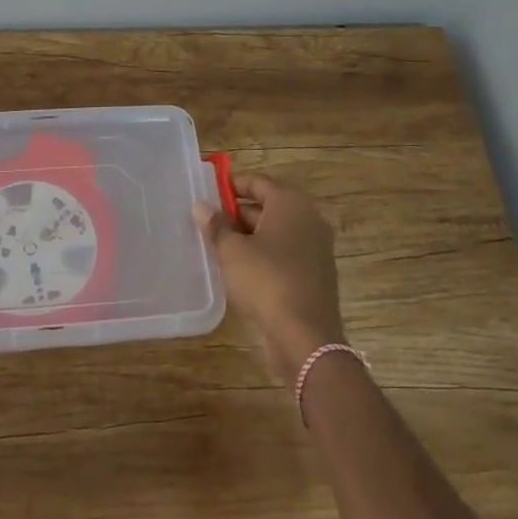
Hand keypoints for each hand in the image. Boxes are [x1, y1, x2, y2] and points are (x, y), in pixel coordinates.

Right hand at [194, 175, 344, 384]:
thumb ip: (216, 226)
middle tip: (208, 222)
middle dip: (237, 213)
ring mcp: (315, 248)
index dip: (232, 185)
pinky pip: (284, 252)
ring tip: (217, 245)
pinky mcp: (315, 273)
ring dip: (249, 236)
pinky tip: (239, 268)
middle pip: (268, 206)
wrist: (305, 336)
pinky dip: (263, 254)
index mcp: (291, 204)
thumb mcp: (232, 251)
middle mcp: (308, 219)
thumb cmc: (266, 281)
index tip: (208, 192)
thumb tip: (201, 206)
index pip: (258, 182)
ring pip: (275, 232)